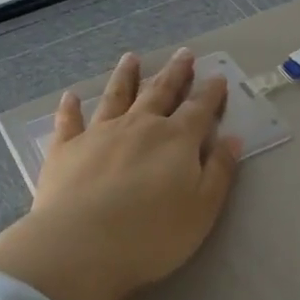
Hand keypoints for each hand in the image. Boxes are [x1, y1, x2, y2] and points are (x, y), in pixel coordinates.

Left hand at [0, 48, 242, 299]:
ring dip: (126, 76)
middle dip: (174, 72)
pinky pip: (69, 122)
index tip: (217, 77)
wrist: (80, 246)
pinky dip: (70, 108)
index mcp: (175, 139)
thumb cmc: (151, 235)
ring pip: (116, 96)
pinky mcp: (67, 149)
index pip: (199, 108)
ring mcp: (100, 133)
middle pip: (160, 92)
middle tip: (183, 53)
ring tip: (131, 58)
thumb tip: (232, 139)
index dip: (210, 93)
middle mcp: (139, 125)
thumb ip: (219, 172)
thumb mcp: (202, 210)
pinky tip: (70, 96)